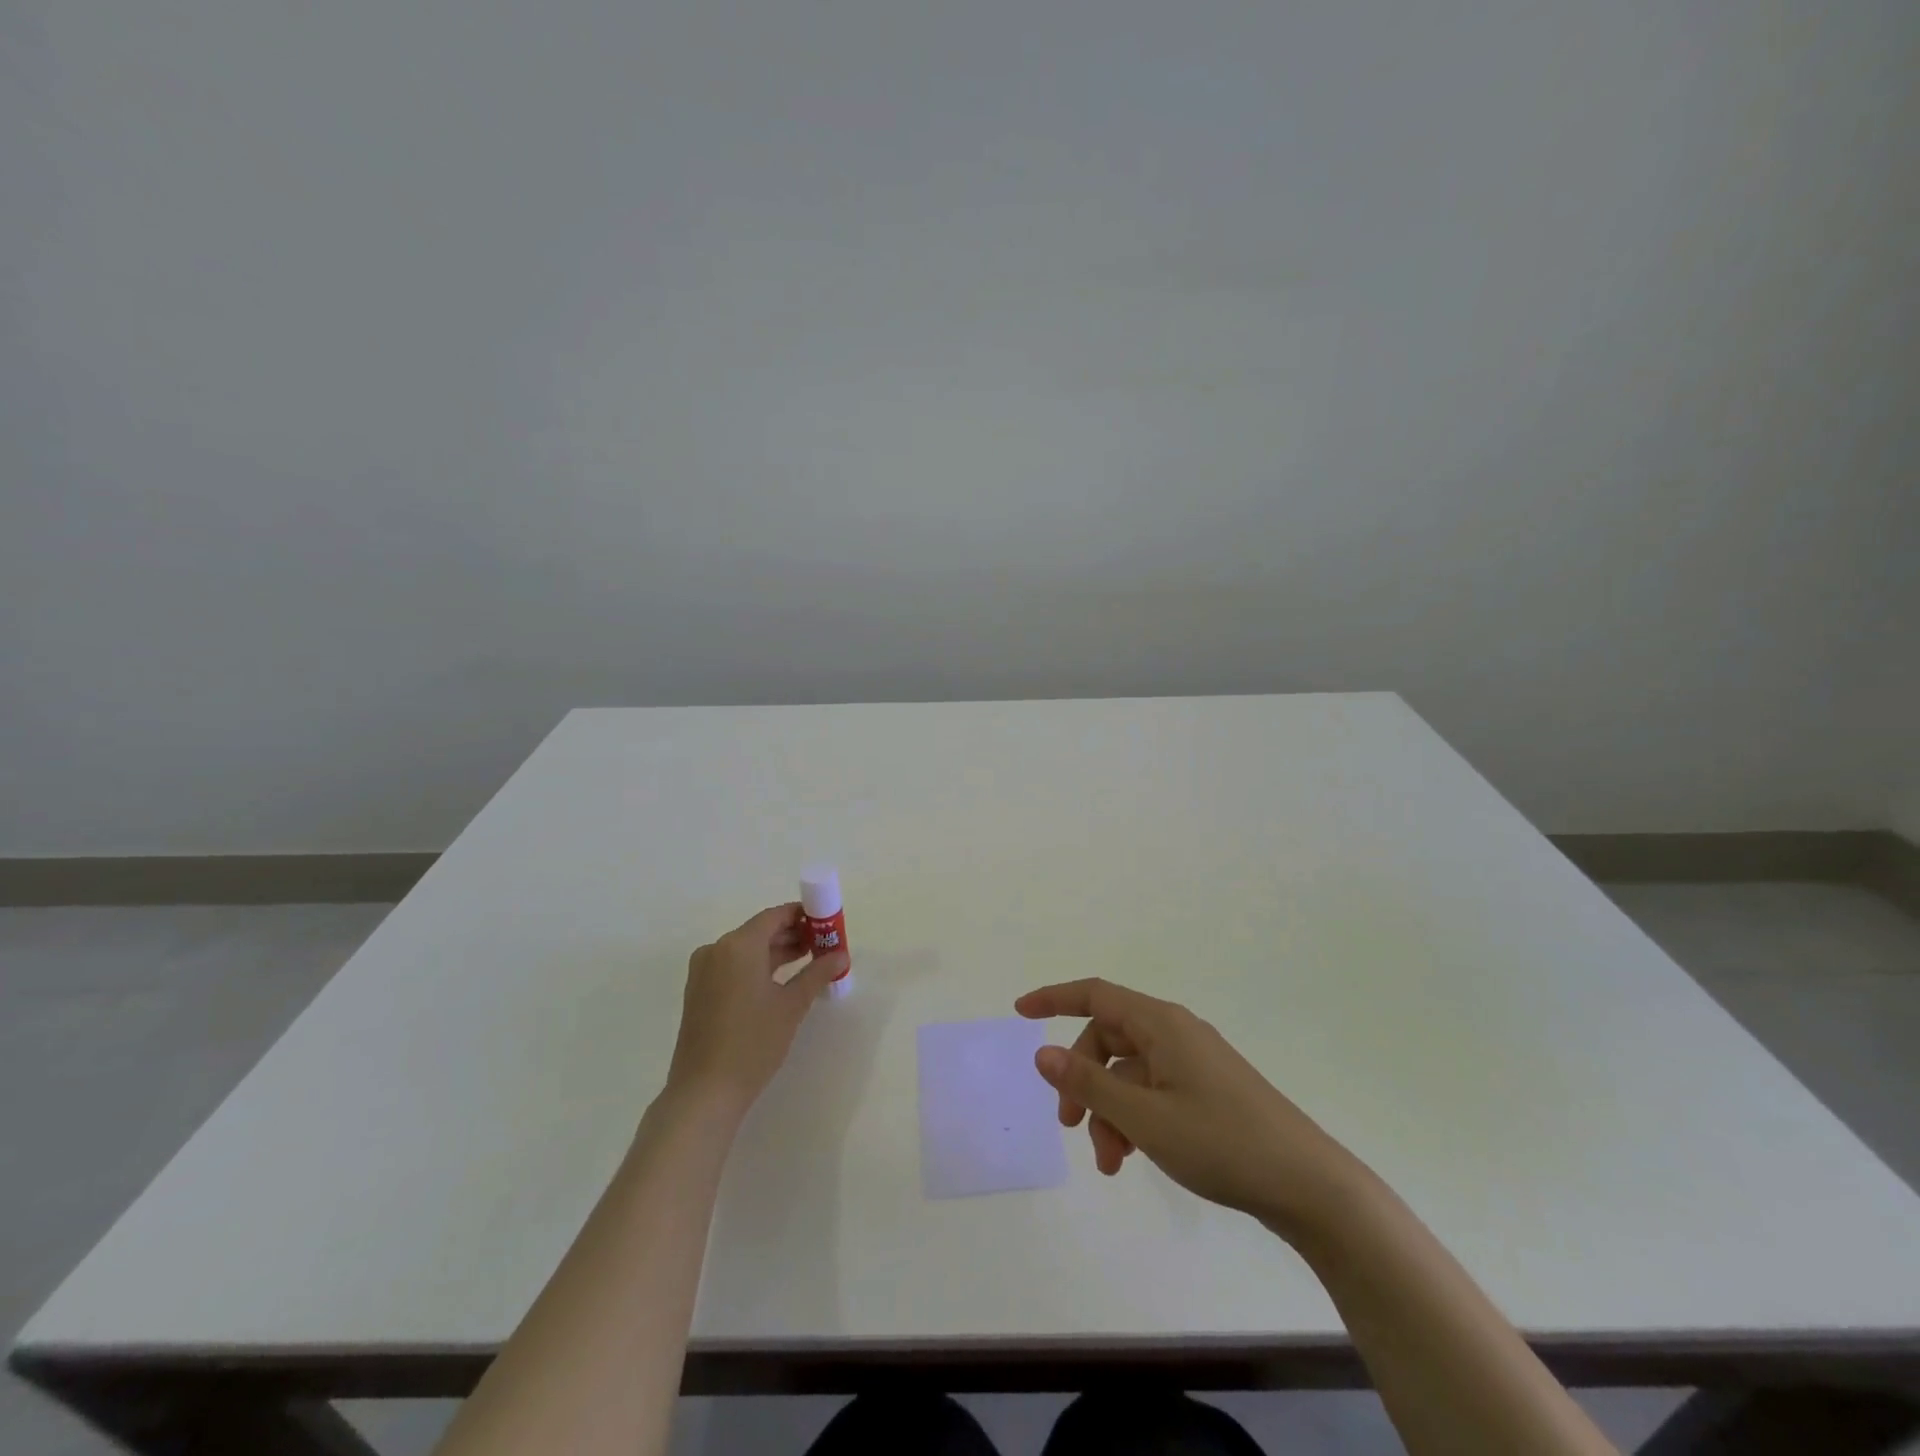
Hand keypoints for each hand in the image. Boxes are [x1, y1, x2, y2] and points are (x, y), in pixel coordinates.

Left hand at [666, 904, 848, 1116]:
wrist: (705, 1092)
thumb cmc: (753, 1042)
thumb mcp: (792, 1005)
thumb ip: (818, 973)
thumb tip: (842, 955)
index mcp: (738, 945)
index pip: (775, 916)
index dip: (802, 915)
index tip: (826, 923)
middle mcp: (716, 950)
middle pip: (760, 931)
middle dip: (792, 935)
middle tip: (822, 945)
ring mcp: (703, 971)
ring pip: (746, 950)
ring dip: (776, 952)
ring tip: (808, 961)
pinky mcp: (698, 991)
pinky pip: (733, 966)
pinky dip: (757, 967)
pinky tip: (780, 981)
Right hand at [1015, 978, 1355, 1238]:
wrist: (1309, 1186)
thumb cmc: (1222, 1142)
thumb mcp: (1144, 1117)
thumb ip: (1089, 1085)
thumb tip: (1042, 1052)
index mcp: (1161, 1024)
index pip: (1095, 993)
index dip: (1054, 997)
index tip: (1020, 1012)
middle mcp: (1175, 1032)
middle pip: (1108, 1037)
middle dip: (1082, 1079)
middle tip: (1068, 1125)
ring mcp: (1193, 1061)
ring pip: (1129, 1071)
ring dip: (1108, 1110)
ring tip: (1109, 1162)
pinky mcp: (1206, 1090)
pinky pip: (1152, 1090)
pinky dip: (1133, 1118)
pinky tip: (1132, 1158)